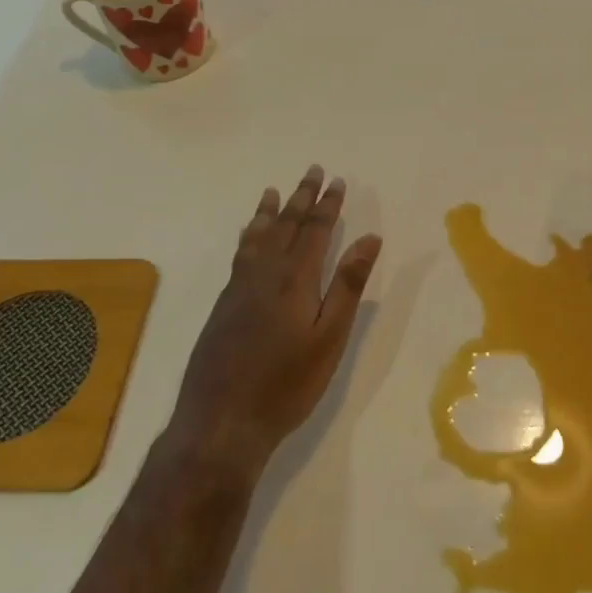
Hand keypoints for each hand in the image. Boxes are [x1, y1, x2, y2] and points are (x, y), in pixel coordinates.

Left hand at [167, 166, 382, 476]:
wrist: (221, 421)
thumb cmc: (286, 384)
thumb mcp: (329, 338)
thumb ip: (348, 285)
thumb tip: (370, 238)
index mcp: (295, 278)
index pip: (315, 230)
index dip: (328, 204)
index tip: (337, 181)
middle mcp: (265, 272)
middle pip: (286, 224)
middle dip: (302, 196)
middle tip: (312, 170)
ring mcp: (240, 287)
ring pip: (258, 236)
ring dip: (270, 211)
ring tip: (274, 190)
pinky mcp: (224, 303)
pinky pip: (240, 253)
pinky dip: (248, 235)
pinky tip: (248, 235)